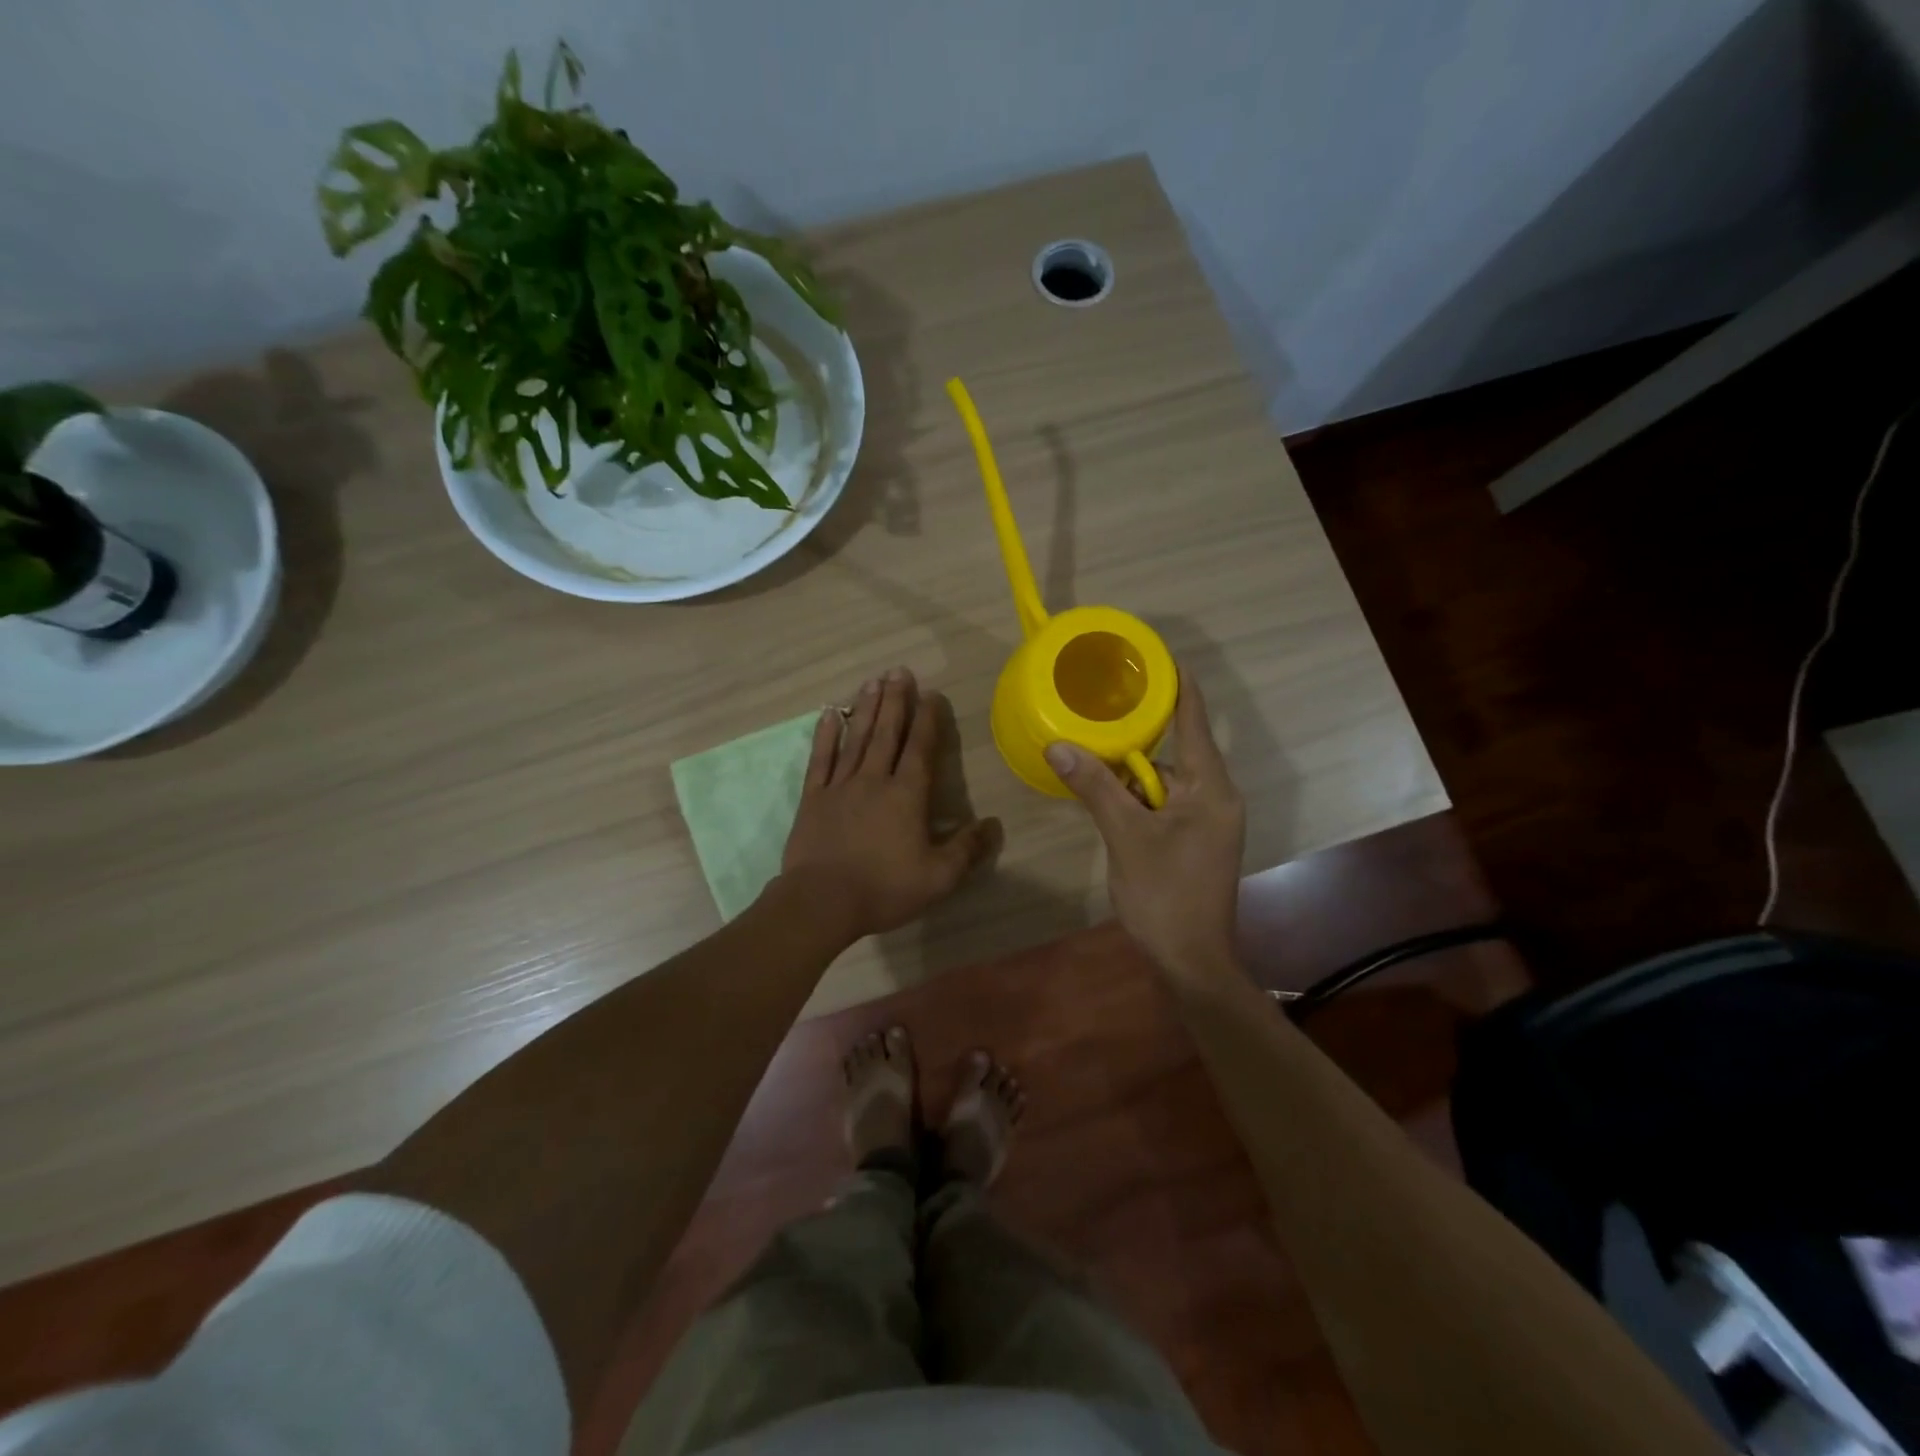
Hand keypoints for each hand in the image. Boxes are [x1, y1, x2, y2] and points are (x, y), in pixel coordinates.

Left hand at [780, 667, 1000, 942]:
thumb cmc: (884, 889)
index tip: (930, 694)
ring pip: (856, 738)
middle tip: (899, 671)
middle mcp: (874, 780)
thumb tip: (992, 825)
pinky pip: (821, 759)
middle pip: (887, 733)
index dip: (927, 720)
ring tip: (873, 681)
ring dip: (866, 708)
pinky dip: (825, 734)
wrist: (822, 902)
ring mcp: (840, 786)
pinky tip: (830, 714)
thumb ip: (966, 849)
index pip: (920, 749)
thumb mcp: (938, 878)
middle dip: (895, 701)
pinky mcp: (813, 798)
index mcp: (906, 796)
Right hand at [1045, 672, 1245, 978]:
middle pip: (1173, 750)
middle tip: (1097, 708)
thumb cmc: (1165, 895)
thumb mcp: (1125, 835)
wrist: (1192, 960)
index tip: (1156, 655)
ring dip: (1129, 772)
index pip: (1193, 720)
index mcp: (1209, 787)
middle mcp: (1214, 796)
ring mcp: (1205, 820)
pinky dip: (1135, 796)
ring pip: (1162, 780)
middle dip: (1135, 734)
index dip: (1177, 685)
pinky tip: (1104, 794)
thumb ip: (1095, 787)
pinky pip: (1162, 802)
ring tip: (1090, 750)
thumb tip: (1057, 745)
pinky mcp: (1193, 839)